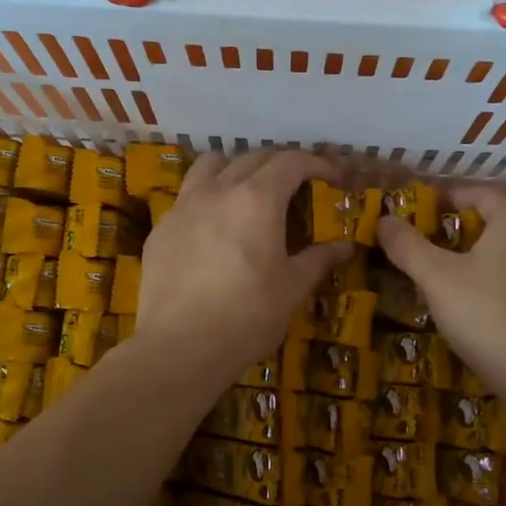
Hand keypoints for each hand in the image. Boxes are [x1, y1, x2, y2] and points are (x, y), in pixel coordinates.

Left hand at [135, 150, 347, 386]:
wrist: (180, 347)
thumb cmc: (247, 316)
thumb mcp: (292, 289)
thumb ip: (318, 260)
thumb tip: (344, 246)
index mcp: (257, 200)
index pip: (291, 162)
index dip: (317, 164)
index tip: (333, 178)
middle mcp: (218, 190)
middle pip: (253, 157)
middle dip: (281, 164)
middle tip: (298, 185)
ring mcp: (184, 206)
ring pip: (211, 165)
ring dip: (237, 167)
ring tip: (249, 190)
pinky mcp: (161, 228)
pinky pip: (187, 195)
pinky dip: (208, 195)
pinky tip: (214, 225)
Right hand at [375, 186, 505, 403]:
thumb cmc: (485, 313)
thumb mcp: (436, 277)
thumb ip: (408, 246)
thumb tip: (384, 219)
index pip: (478, 193)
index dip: (447, 197)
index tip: (418, 208)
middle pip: (493, 221)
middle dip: (457, 228)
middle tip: (423, 241)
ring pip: (504, 252)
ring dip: (474, 256)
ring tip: (441, 272)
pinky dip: (491, 280)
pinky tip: (471, 302)